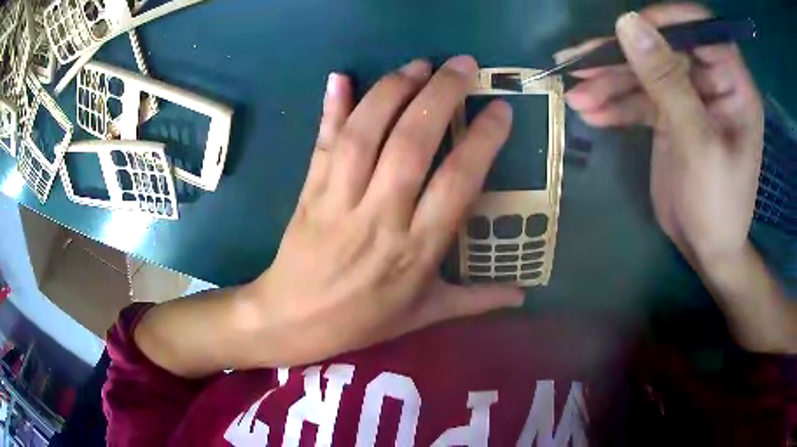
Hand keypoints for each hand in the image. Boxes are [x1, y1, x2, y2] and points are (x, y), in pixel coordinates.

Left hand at [243, 57, 522, 365]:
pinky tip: (340, 77)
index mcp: (416, 250)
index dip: (481, 140)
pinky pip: (323, 144)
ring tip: (419, 65)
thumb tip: (523, 295)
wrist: (293, 320)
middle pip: (412, 144)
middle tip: (463, 65)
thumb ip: (476, 301)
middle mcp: (380, 217)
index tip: (499, 109)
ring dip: (393, 91)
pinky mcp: (309, 192)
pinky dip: (331, 109)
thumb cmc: (363, 320)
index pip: (457, 182)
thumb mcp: (424, 315)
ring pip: (366, 135)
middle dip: (440, 96)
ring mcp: (338, 200)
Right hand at [559, 4, 763, 264]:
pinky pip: (638, 99)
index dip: (665, 22)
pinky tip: (591, 114)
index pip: (699, 29)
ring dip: (609, 83)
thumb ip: (668, 83)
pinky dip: (614, 105)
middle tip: (579, 66)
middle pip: (662, 47)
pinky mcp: (668, 115)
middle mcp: (710, 82)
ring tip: (576, 96)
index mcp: (732, 84)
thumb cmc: (718, 206)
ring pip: (644, 72)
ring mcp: (687, 97)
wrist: (706, 249)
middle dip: (621, 57)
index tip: (628, 32)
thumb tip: (628, 24)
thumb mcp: (699, 146)